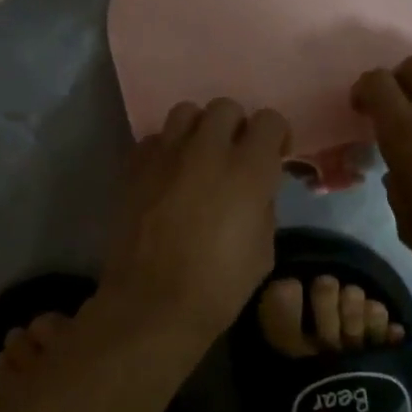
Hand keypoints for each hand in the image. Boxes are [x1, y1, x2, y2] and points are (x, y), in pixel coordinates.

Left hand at [100, 100, 290, 342]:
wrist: (154, 303)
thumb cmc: (220, 285)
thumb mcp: (263, 248)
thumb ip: (264, 205)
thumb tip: (256, 189)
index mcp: (249, 169)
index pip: (270, 120)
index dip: (276, 136)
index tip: (275, 156)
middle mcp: (208, 149)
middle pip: (226, 107)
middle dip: (236, 127)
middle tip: (235, 156)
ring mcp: (167, 154)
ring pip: (186, 112)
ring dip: (199, 130)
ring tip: (198, 158)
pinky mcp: (135, 167)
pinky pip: (154, 139)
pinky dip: (166, 149)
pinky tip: (168, 175)